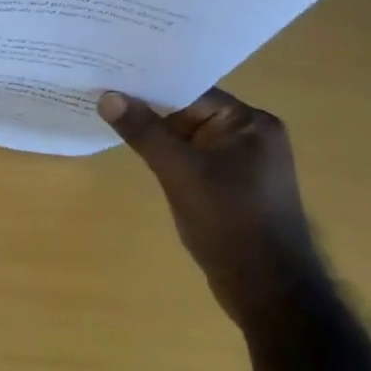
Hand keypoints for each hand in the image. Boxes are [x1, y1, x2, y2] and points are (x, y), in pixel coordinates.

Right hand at [99, 87, 322, 326]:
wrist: (269, 294)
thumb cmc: (231, 223)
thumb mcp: (180, 172)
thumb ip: (144, 131)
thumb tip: (107, 96)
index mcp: (252, 124)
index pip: (192, 91)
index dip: (151, 84)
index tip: (111, 76)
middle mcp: (251, 137)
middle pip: (188, 112)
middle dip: (148, 108)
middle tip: (102, 92)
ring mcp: (241, 164)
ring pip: (186, 137)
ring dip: (154, 134)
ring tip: (108, 115)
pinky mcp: (230, 188)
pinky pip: (191, 159)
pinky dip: (166, 155)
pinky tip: (135, 150)